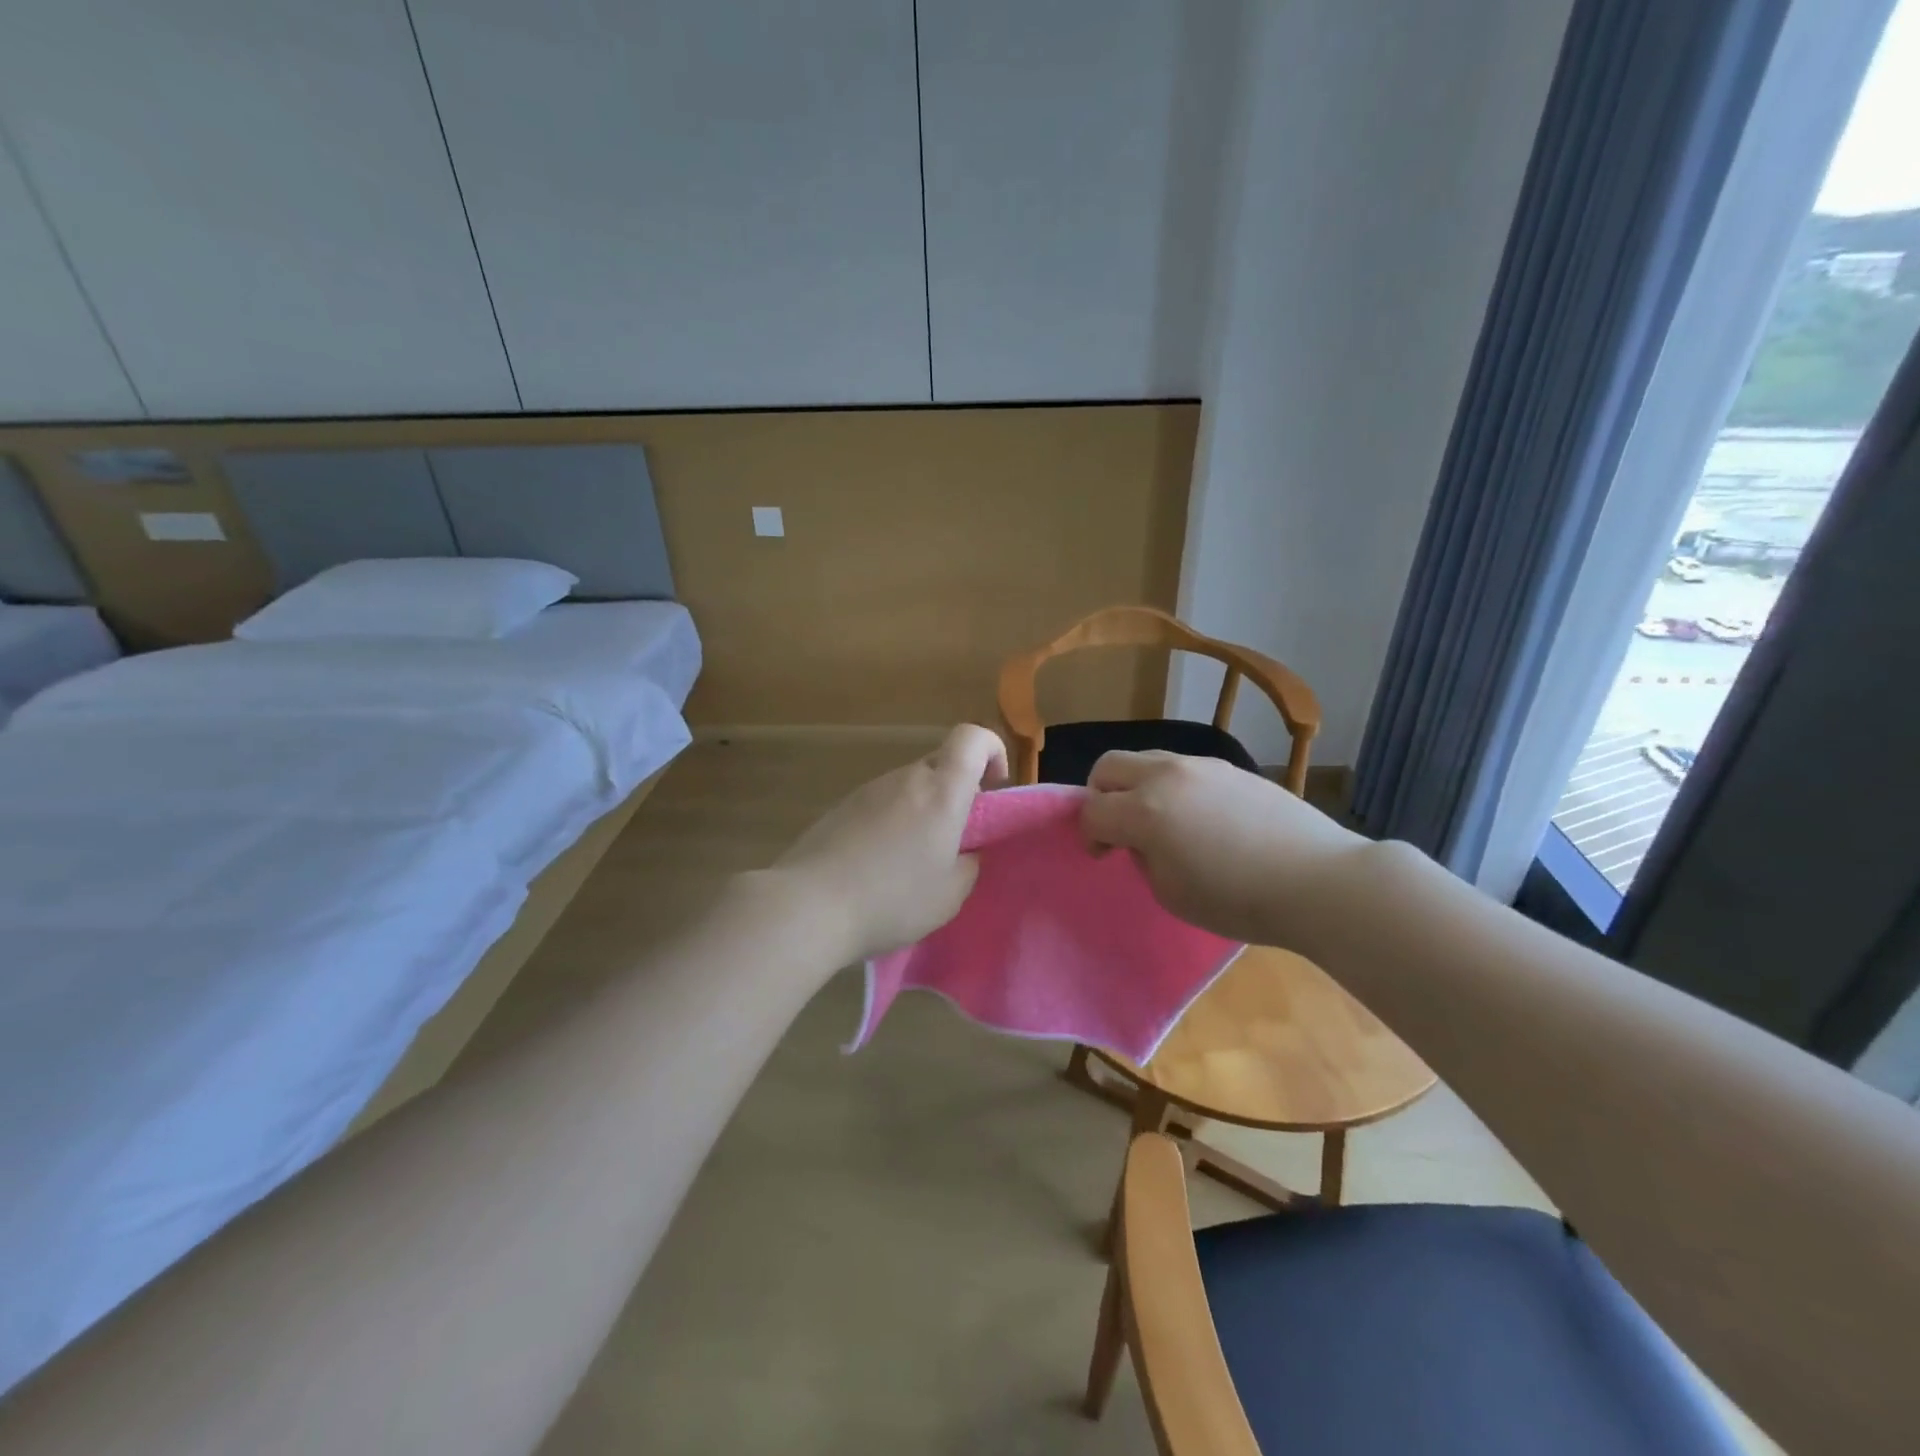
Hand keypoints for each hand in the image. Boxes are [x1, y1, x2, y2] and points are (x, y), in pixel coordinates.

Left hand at [771, 724, 1008, 962]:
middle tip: (953, 838)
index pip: (972, 738)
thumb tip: (965, 850)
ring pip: (909, 786)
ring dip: (921, 811)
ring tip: (911, 861)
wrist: (809, 905)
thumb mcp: (949, 895)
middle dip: (955, 792)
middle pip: (940, 765)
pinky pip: (880, 803)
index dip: (991, 749)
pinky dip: (891, 823)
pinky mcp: (841, 807)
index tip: (994, 786)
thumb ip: (968, 864)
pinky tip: (877, 865)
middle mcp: (905, 779)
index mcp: (941, 792)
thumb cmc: (892, 899)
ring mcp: (868, 790)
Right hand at [1081, 750, 1365, 945]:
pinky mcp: (1231, 768)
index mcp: (1145, 810)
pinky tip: (1200, 818)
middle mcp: (1167, 775)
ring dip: (1137, 786)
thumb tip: (1143, 838)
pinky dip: (1172, 786)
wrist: (1318, 881)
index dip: (1090, 835)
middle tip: (1118, 827)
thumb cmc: (1238, 899)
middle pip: (1109, 765)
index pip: (1092, 810)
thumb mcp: (1171, 893)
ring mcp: (1202, 765)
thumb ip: (1143, 857)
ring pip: (1147, 759)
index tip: (1104, 855)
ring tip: (1161, 821)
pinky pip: (1183, 768)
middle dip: (1101, 794)